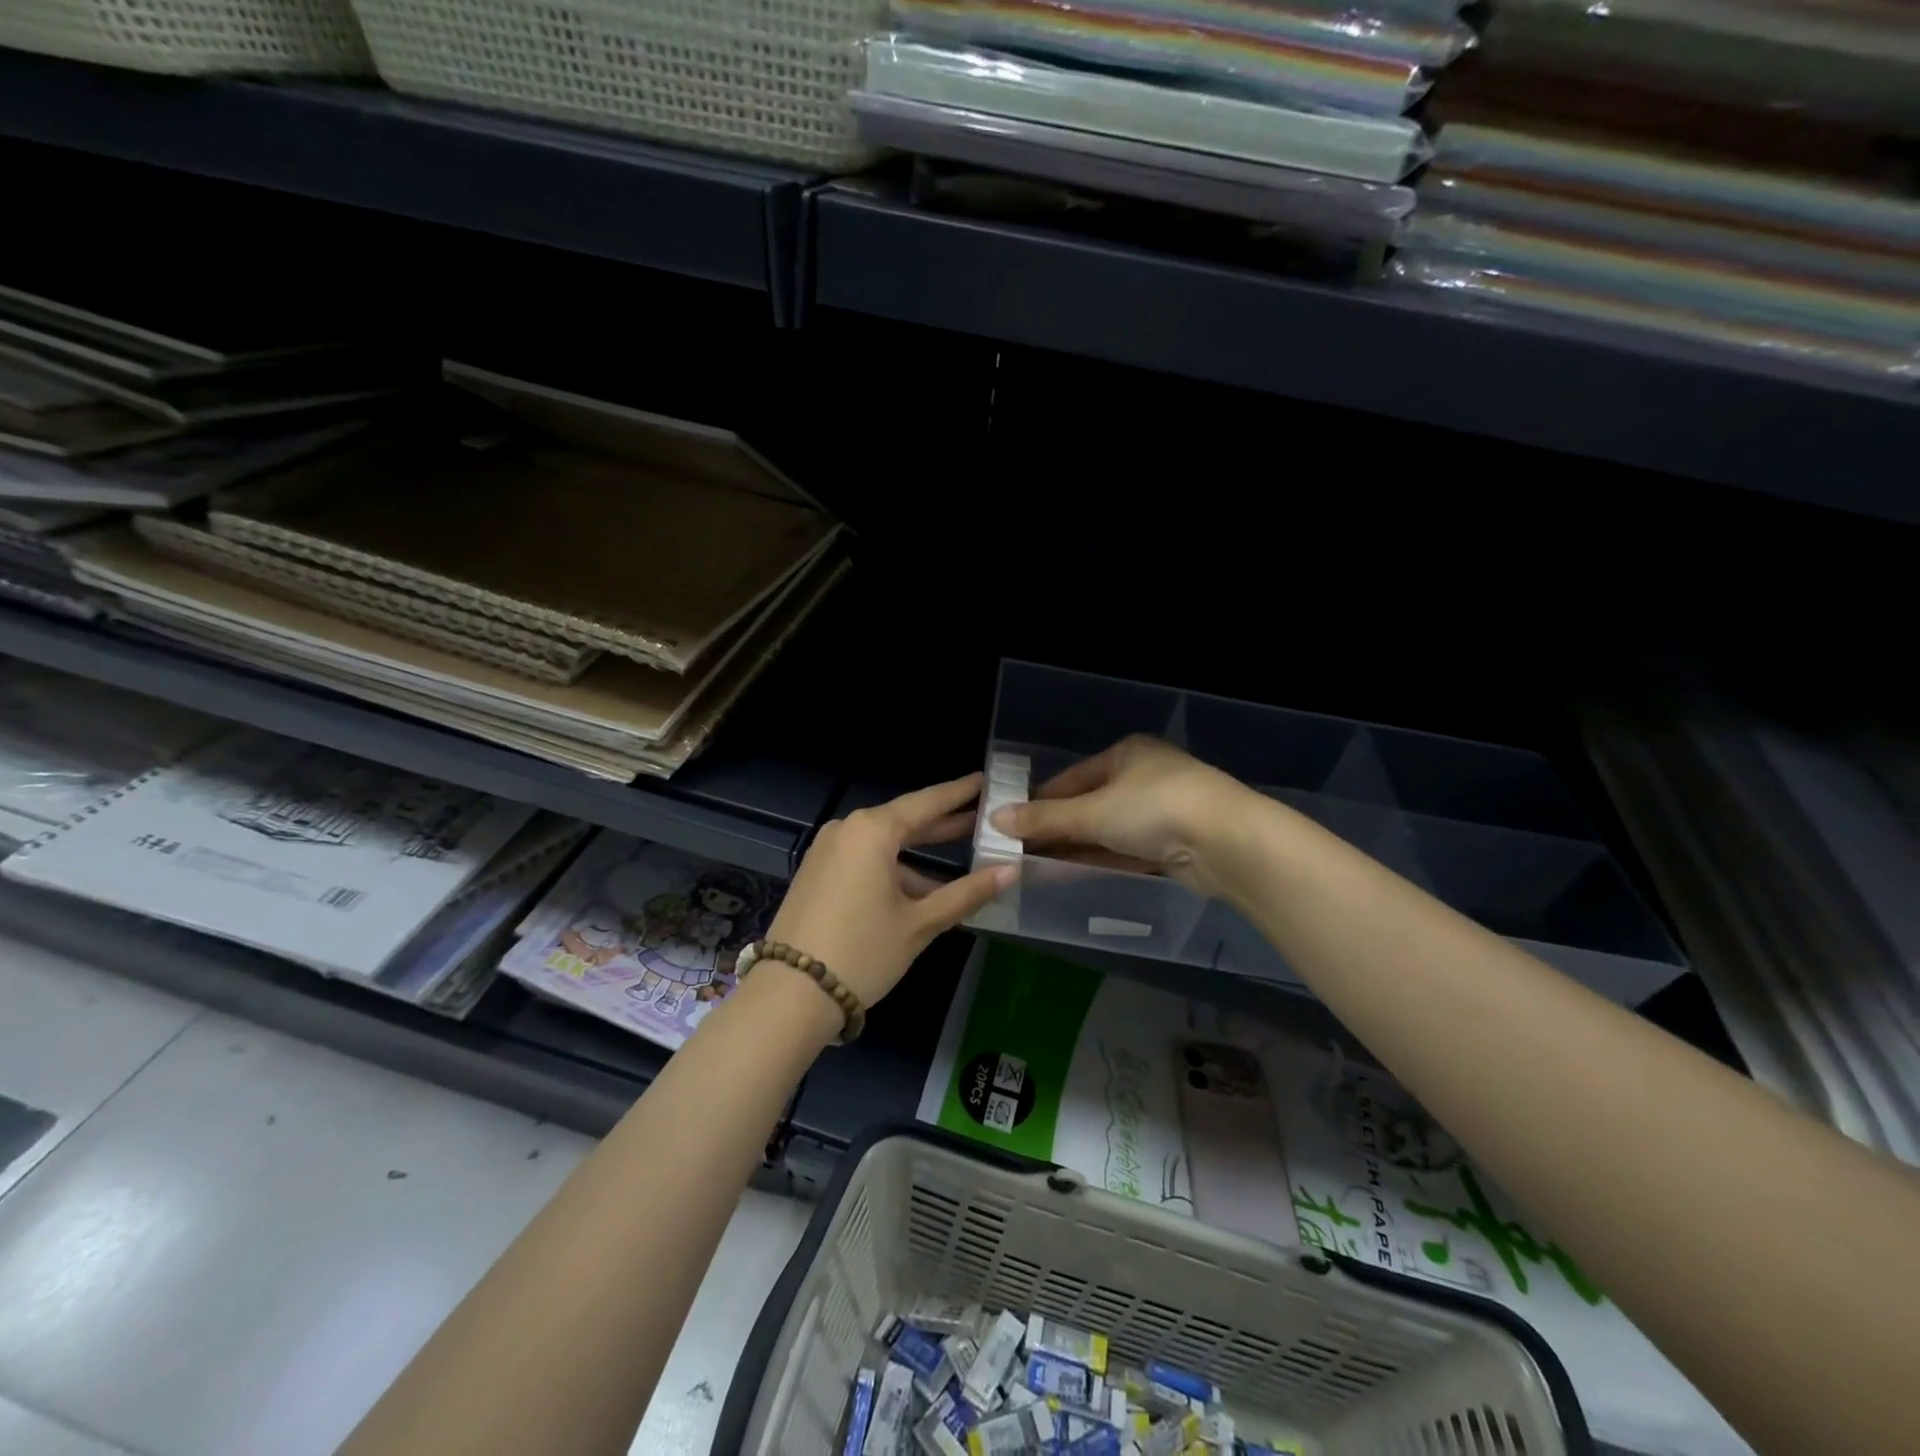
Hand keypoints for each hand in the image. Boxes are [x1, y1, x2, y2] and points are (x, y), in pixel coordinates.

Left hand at [766, 772, 1013, 1010]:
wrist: (790, 995)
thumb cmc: (863, 951)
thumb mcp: (920, 923)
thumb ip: (966, 893)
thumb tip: (1011, 871)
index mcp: (873, 830)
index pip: (926, 803)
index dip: (959, 793)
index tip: (984, 780)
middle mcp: (847, 830)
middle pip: (905, 821)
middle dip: (943, 824)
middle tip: (982, 818)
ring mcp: (827, 851)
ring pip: (884, 845)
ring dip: (919, 857)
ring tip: (962, 866)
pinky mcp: (816, 873)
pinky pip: (864, 860)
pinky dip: (893, 870)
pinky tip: (920, 892)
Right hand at [988, 736, 1246, 896]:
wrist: (1229, 843)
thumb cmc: (1155, 809)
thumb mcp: (1093, 812)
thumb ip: (1044, 819)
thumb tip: (994, 819)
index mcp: (1125, 754)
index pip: (1070, 778)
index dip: (1038, 801)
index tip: (1009, 824)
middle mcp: (1142, 778)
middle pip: (1087, 805)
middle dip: (1055, 829)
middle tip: (1018, 851)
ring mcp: (1160, 812)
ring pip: (1106, 831)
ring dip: (1074, 848)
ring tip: (1035, 866)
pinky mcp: (1172, 844)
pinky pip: (1124, 851)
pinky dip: (1099, 860)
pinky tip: (1069, 875)